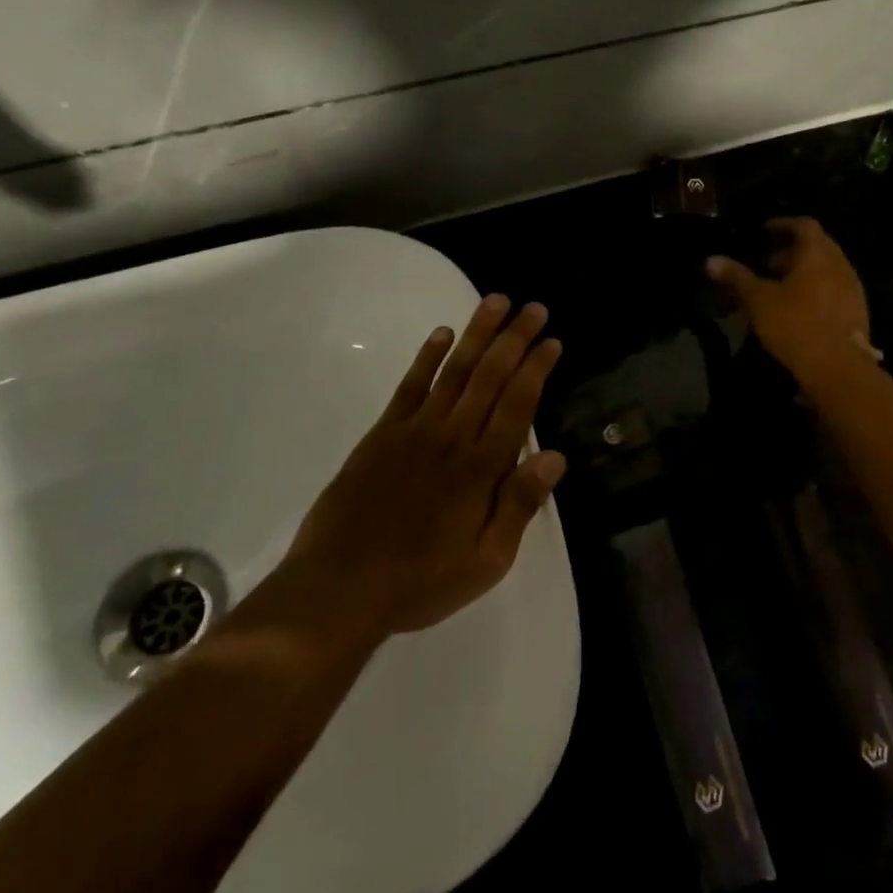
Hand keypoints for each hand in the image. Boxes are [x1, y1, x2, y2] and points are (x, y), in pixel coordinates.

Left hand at [283, 294, 566, 638]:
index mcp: (481, 469)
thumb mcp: (486, 563)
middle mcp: (452, 438)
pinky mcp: (381, 435)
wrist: (337, 590)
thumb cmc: (419, 582)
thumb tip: (555, 457)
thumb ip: (519, 506)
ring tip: (496, 302)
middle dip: (515, 339)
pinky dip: (427, 357)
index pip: (517, 405)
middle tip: (534, 308)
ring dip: (477, 334)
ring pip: (454, 371)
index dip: (536, 369)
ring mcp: (414, 431)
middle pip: (490, 377)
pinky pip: (409, 386)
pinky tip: (442, 334)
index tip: (552, 341)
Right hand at [708, 217, 873, 386]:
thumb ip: (737, 278)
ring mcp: (853, 290)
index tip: (765, 231)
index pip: (804, 225)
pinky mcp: (857, 314)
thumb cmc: (795, 325)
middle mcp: (840, 266)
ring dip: (803, 274)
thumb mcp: (758, 300)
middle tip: (766, 264)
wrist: (838, 369)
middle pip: (817, 248)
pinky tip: (798, 312)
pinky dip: (815, 292)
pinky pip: (833, 292)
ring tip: (779, 290)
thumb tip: (711, 260)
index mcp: (818, 254)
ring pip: (826, 271)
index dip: (783, 225)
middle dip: (791, 252)